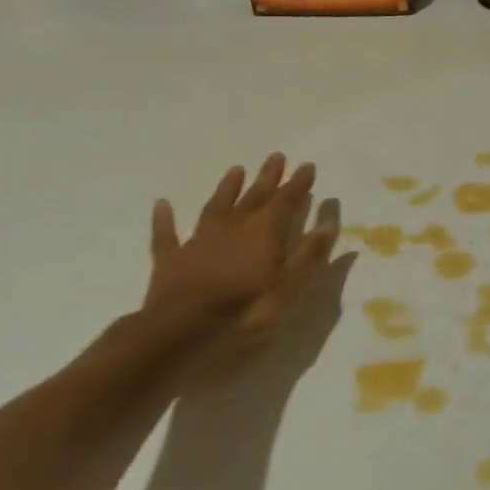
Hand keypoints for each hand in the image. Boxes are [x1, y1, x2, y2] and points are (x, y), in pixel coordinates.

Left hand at [144, 154, 338, 375]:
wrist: (180, 332)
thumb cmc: (244, 312)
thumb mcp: (289, 287)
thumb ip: (308, 254)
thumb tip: (327, 224)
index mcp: (265, 232)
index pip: (287, 201)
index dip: (298, 183)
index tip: (307, 165)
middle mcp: (234, 227)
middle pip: (254, 197)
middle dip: (268, 177)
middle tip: (276, 156)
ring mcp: (200, 241)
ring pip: (216, 207)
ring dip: (227, 189)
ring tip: (236, 169)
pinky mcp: (171, 260)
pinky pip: (167, 235)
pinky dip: (165, 219)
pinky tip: (162, 204)